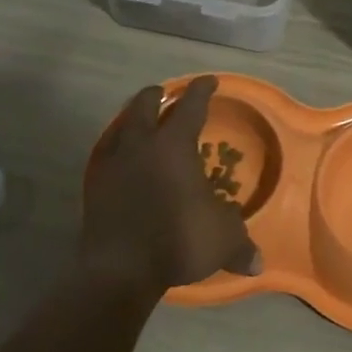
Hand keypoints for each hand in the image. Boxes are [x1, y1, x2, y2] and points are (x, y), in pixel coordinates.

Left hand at [81, 75, 262, 297]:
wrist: (120, 270)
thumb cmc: (178, 240)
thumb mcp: (223, 240)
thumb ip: (240, 245)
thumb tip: (258, 264)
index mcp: (174, 145)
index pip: (191, 107)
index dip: (202, 91)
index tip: (209, 81)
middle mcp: (141, 145)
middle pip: (145, 106)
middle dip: (158, 96)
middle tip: (166, 93)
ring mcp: (113, 164)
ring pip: (121, 126)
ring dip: (132, 118)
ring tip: (140, 121)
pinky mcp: (94, 186)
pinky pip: (106, 154)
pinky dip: (116, 148)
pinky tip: (121, 158)